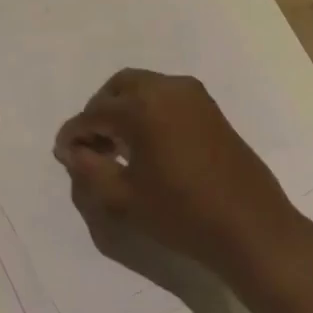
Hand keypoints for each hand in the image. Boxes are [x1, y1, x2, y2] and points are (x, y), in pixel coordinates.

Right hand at [54, 69, 305, 275]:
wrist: (250, 225)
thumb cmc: (182, 214)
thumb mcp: (124, 199)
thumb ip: (89, 170)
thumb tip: (73, 151)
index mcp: (142, 106)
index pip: (94, 114)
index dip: (74, 134)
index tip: (62, 153)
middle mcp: (166, 87)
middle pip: (118, 88)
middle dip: (99, 112)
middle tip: (90, 144)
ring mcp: (191, 93)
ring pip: (143, 87)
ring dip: (124, 108)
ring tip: (117, 146)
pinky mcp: (208, 105)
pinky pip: (166, 95)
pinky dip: (148, 109)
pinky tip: (146, 143)